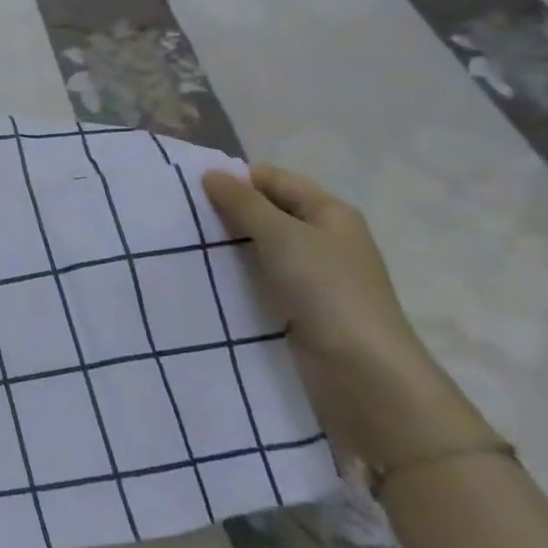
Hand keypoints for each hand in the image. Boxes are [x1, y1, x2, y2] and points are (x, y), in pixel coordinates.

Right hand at [203, 164, 492, 467]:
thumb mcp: (281, 236)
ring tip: (186, 245)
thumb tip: (210, 173)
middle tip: (183, 217)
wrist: (364, 374)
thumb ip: (243, 203)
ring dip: (229, 245)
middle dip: (227, 212)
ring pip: (261, 246)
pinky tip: (207, 276)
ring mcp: (314, 275)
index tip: (192, 190)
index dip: (237, 180)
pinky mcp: (300, 307)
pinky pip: (262, 277)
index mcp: (330, 212)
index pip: (274, 179)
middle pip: (267, 211)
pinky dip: (237, 273)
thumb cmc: (327, 290)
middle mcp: (324, 238)